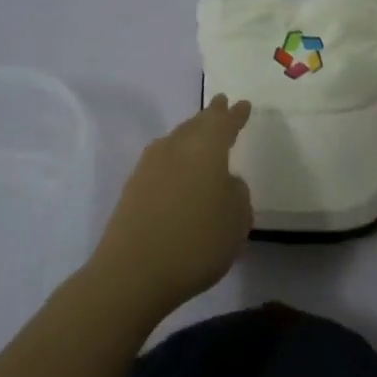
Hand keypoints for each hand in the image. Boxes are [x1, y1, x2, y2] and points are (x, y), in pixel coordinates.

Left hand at [91, 96, 253, 316]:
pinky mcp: (132, 188)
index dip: (235, 115)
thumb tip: (225, 182)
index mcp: (206, 147)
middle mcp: (176, 147)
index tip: (243, 104)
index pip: (224, 122)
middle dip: (210, 116)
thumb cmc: (196, 241)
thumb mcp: (237, 219)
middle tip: (221, 105)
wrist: (132, 272)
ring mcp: (149, 167)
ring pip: (175, 140)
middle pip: (195, 124)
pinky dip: (174, 158)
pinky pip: (161, 160)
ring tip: (200, 135)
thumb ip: (237, 193)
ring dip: (190, 135)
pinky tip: (178, 169)